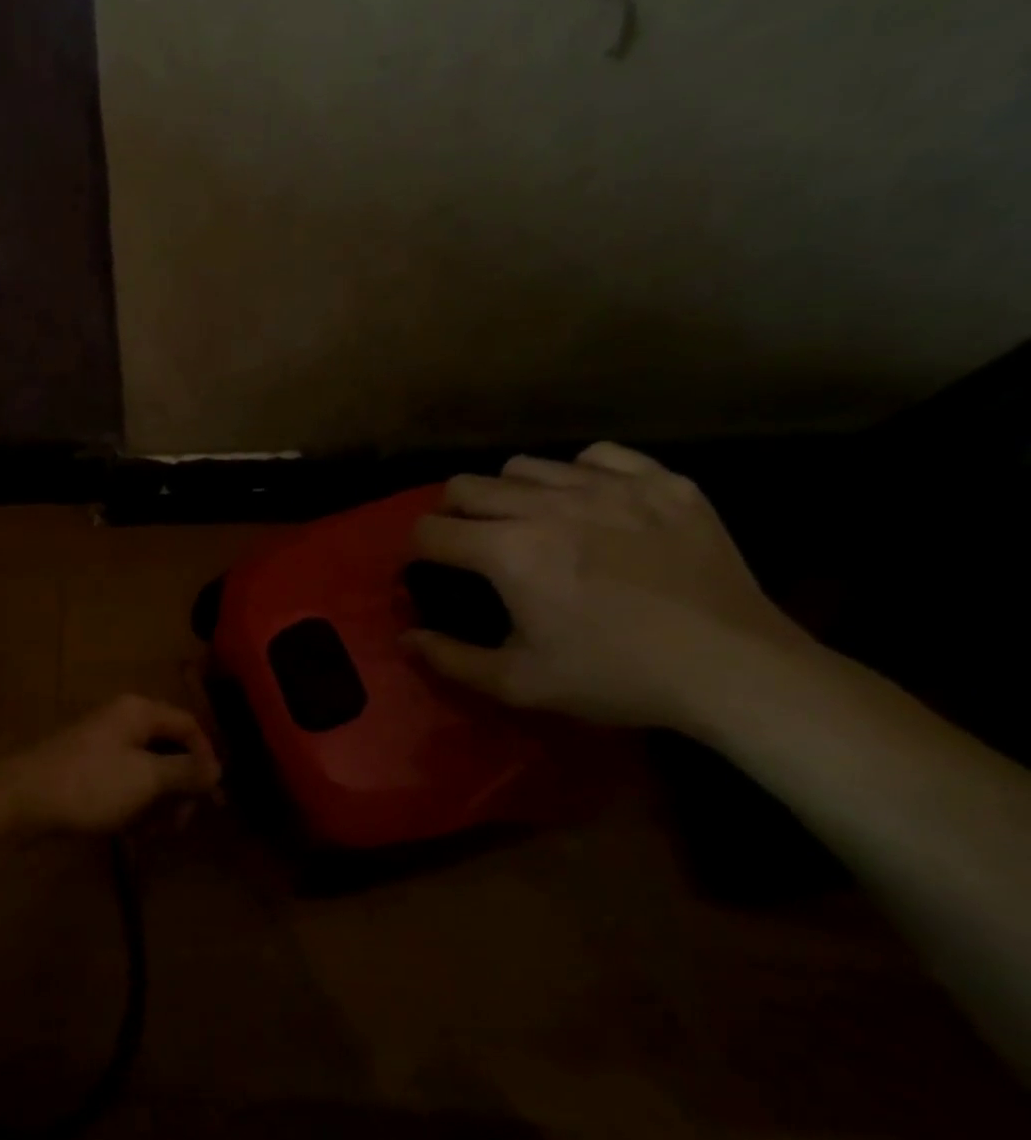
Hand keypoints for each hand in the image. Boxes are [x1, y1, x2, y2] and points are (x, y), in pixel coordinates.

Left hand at [0, 695, 221, 839]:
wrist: (20, 801)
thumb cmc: (90, 784)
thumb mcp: (146, 778)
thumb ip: (186, 771)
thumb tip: (217, 768)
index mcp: (138, 712)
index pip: (189, 726)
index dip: (207, 760)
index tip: (213, 800)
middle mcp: (122, 721)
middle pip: (169, 749)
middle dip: (180, 787)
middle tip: (180, 823)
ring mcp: (101, 745)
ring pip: (147, 771)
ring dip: (158, 801)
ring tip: (151, 832)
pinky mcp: (86, 769)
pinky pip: (124, 783)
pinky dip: (133, 805)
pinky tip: (130, 831)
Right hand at [406, 442, 811, 728]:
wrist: (734, 668)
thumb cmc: (616, 677)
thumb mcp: (519, 683)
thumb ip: (449, 658)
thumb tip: (404, 638)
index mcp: (508, 552)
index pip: (429, 529)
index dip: (418, 551)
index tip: (431, 570)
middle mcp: (548, 505)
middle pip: (465, 485)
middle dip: (453, 515)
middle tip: (472, 546)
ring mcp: (609, 487)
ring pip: (525, 465)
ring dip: (510, 494)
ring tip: (529, 524)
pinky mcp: (662, 482)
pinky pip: (597, 456)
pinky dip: (579, 475)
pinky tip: (590, 506)